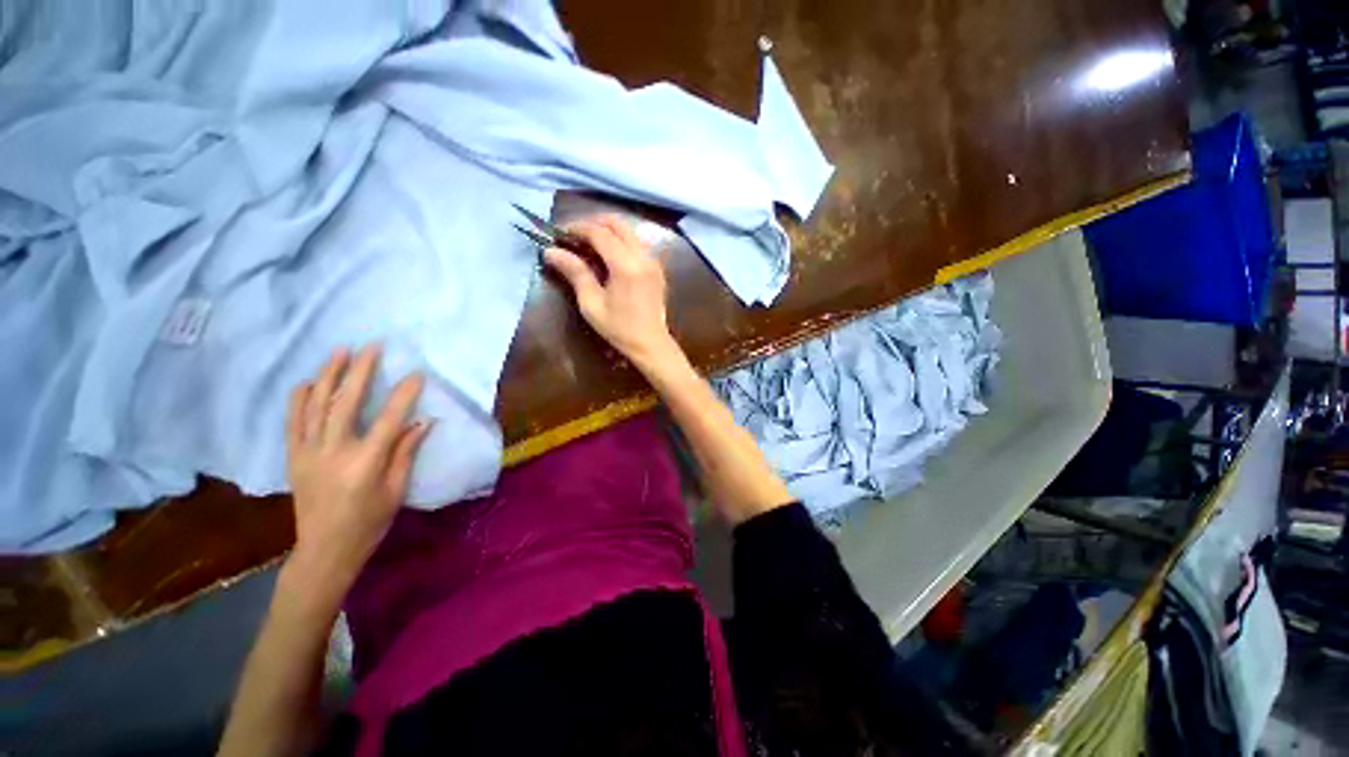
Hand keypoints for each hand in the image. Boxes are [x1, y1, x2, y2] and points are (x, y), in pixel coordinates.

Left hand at [283, 345, 430, 593]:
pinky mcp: (293, 457)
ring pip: (316, 406)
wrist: (324, 550)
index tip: (416, 374)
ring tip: (339, 352)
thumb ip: (406, 453)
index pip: (389, 420)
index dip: (404, 395)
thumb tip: (423, 422)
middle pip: (346, 403)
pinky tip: (307, 382)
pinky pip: (293, 422)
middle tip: (371, 347)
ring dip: (328, 376)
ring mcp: (308, 453)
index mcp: (365, 463)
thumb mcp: (397, 490)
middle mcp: (333, 452)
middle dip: (360, 372)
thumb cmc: (369, 522)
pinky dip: (299, 399)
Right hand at [544, 215, 681, 372]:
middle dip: (594, 223)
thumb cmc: (619, 328)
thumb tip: (551, 251)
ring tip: (589, 245)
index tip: (560, 233)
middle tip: (575, 235)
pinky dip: (621, 242)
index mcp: (626, 265)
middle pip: (618, 223)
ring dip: (608, 231)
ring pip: (630, 232)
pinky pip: (638, 244)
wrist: (651, 344)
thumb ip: (575, 273)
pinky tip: (608, 257)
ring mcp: (653, 261)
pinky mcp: (657, 269)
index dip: (578, 228)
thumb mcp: (592, 303)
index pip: (600, 233)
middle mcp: (643, 257)